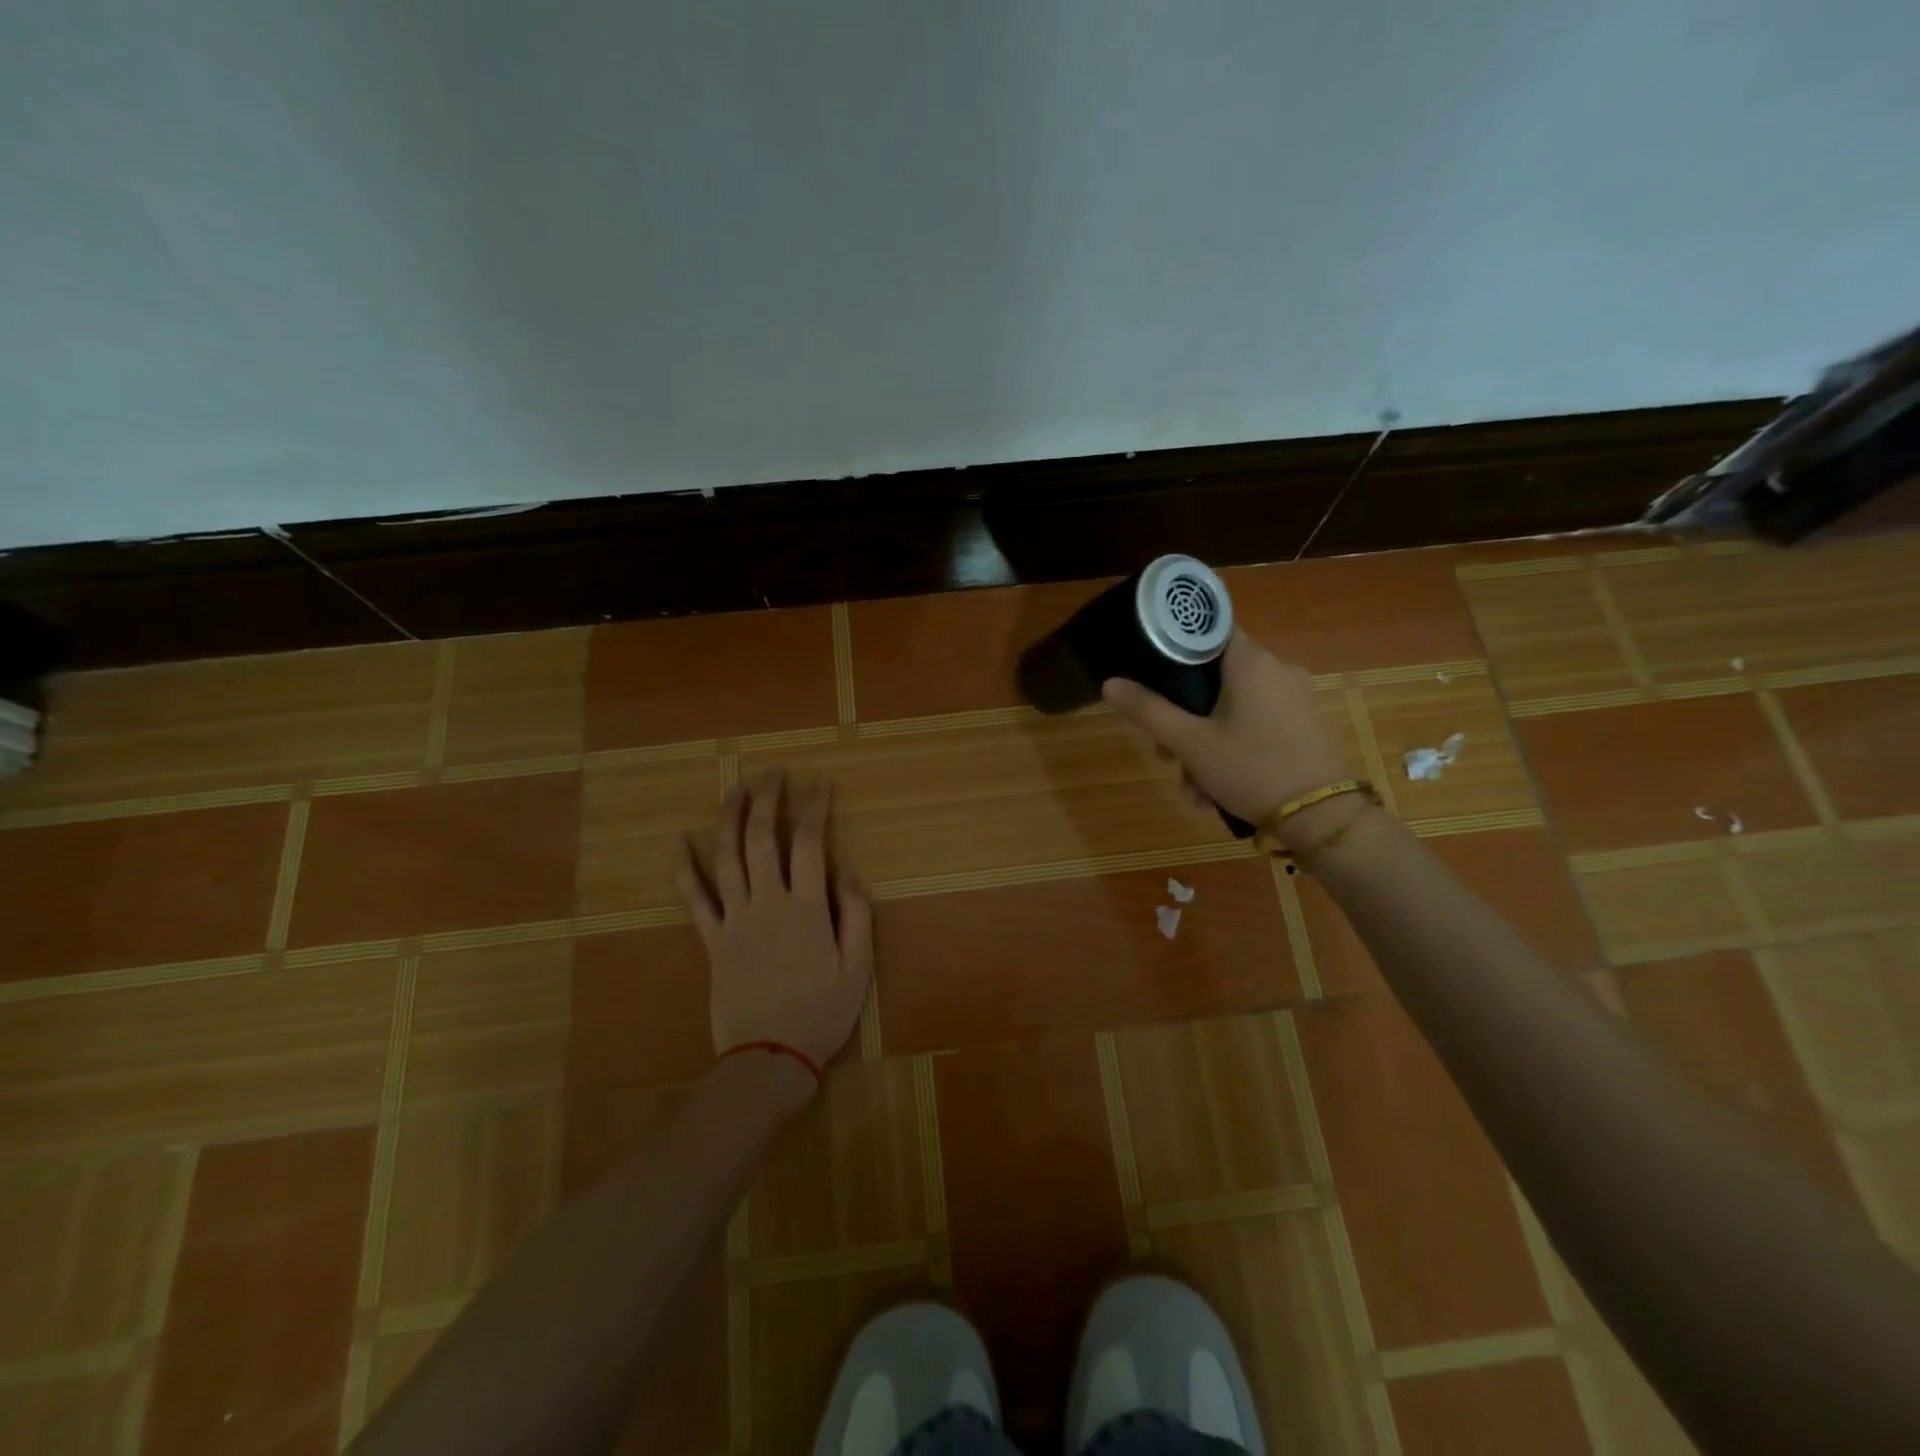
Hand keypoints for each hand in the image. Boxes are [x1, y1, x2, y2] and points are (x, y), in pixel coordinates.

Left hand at [677, 770, 874, 1075]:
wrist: (769, 1057)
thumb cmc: (821, 1013)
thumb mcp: (857, 968)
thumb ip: (857, 915)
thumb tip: (849, 871)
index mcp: (806, 907)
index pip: (809, 843)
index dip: (814, 807)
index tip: (820, 783)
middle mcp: (766, 903)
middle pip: (761, 838)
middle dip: (767, 799)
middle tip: (772, 772)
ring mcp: (734, 919)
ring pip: (726, 857)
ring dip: (729, 817)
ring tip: (735, 788)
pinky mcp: (711, 940)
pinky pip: (694, 898)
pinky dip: (685, 868)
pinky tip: (679, 842)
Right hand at [1102, 631, 1346, 829]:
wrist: (1321, 818)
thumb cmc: (1251, 769)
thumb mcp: (1190, 743)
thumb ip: (1148, 711)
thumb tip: (1109, 683)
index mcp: (1251, 661)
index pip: (1208, 630)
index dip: (1175, 648)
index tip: (1152, 676)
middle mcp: (1277, 670)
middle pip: (1214, 679)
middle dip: (1183, 719)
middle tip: (1167, 756)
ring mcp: (1294, 699)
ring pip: (1231, 710)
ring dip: (1204, 746)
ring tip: (1193, 789)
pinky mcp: (1303, 726)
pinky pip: (1254, 726)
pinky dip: (1231, 751)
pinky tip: (1217, 792)